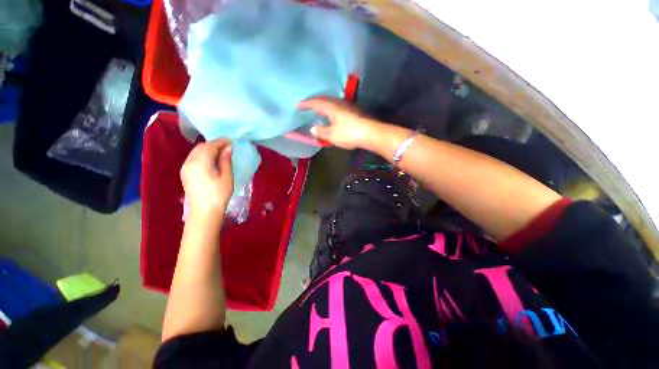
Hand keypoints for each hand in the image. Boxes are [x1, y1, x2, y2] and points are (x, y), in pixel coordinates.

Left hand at [181, 139, 233, 223]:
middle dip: (214, 144)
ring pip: (196, 151)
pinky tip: (211, 161)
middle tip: (228, 147)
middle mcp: (189, 162)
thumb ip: (225, 160)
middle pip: (201, 147)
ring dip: (208, 149)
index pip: (210, 146)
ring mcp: (185, 167)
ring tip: (221, 153)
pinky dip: (203, 155)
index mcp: (200, 162)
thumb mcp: (226, 177)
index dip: (221, 142)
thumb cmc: (219, 194)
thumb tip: (228, 147)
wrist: (204, 212)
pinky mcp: (185, 173)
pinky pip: (193, 158)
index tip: (232, 141)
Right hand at [297, 96, 377, 149]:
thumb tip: (313, 128)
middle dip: (314, 102)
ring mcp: (348, 106)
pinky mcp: (354, 111)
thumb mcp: (332, 135)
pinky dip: (331, 109)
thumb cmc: (349, 133)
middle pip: (324, 99)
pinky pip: (338, 107)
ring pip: (332, 102)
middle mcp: (339, 103)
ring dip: (323, 105)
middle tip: (307, 105)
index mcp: (331, 107)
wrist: (371, 133)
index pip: (315, 102)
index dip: (306, 104)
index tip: (298, 105)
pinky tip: (332, 115)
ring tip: (318, 109)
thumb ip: (321, 132)